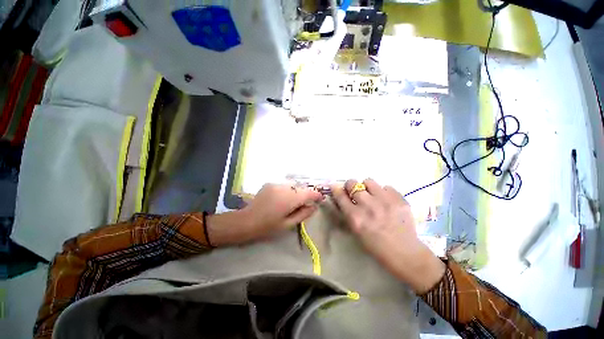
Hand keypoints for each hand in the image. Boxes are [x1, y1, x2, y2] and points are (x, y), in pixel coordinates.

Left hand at [208, 184, 322, 245]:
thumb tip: (314, 206)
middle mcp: (284, 187)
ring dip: (297, 192)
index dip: (316, 195)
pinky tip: (283, 199)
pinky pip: (284, 186)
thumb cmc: (268, 226)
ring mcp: (276, 184)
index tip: (320, 199)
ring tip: (295, 202)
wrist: (246, 221)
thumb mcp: (288, 224)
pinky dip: (288, 190)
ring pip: (293, 186)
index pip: (309, 192)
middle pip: (301, 188)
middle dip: (306, 194)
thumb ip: (303, 214)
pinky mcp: (270, 183)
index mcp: (290, 198)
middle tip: (307, 203)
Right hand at [331, 179, 444, 293]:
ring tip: (372, 195)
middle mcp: (368, 206)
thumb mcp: (356, 230)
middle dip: (351, 186)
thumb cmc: (375, 245)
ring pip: (368, 181)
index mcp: (355, 217)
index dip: (336, 189)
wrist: (404, 253)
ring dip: (367, 187)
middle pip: (352, 183)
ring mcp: (385, 201)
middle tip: (355, 191)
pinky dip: (383, 192)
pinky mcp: (399, 199)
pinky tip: (387, 201)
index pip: (340, 195)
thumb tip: (343, 196)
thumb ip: (348, 212)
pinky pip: (386, 187)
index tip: (336, 187)